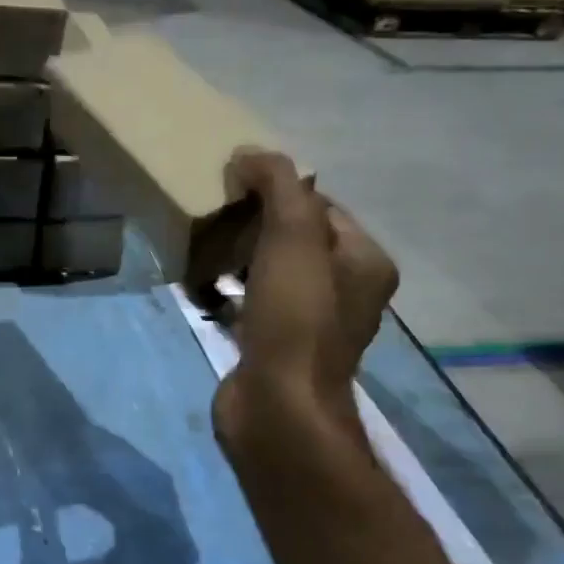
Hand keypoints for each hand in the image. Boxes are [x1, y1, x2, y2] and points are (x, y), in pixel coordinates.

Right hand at [208, 151, 483, 563]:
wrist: (277, 410)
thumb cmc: (294, 320)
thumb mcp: (293, 238)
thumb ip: (279, 186)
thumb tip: (251, 153)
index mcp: (363, 261)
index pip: (320, 205)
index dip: (278, 190)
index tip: (234, 186)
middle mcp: (344, 290)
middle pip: (294, 237)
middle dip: (253, 223)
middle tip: (215, 215)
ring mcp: (308, 323)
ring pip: (270, 271)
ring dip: (238, 255)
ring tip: (202, 245)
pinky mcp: (274, 347)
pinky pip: (251, 303)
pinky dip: (228, 291)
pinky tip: (200, 287)